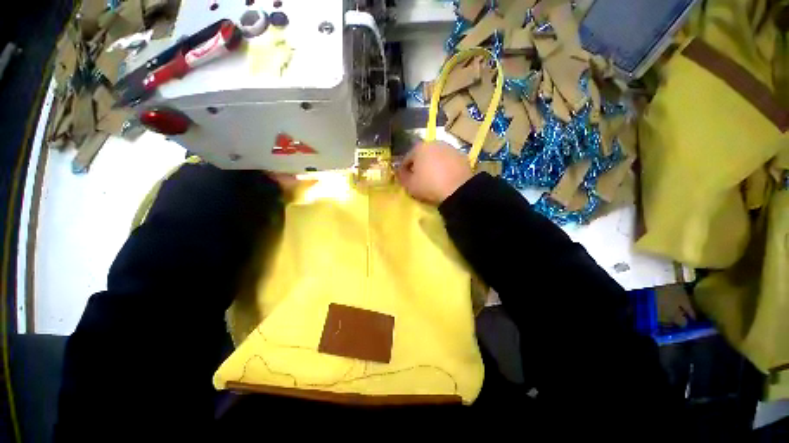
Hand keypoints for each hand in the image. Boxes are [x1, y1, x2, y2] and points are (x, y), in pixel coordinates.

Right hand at [397, 141, 472, 204]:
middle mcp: (435, 143)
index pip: (406, 159)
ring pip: (437, 157)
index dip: (404, 170)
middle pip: (422, 155)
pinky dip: (445, 168)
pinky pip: (448, 162)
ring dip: (433, 165)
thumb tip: (400, 172)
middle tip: (419, 179)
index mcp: (419, 148)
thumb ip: (402, 177)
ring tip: (433, 179)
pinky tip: (445, 178)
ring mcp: (450, 148)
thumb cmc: (429, 186)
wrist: (458, 190)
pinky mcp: (462, 156)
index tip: (404, 180)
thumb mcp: (410, 185)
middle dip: (419, 165)